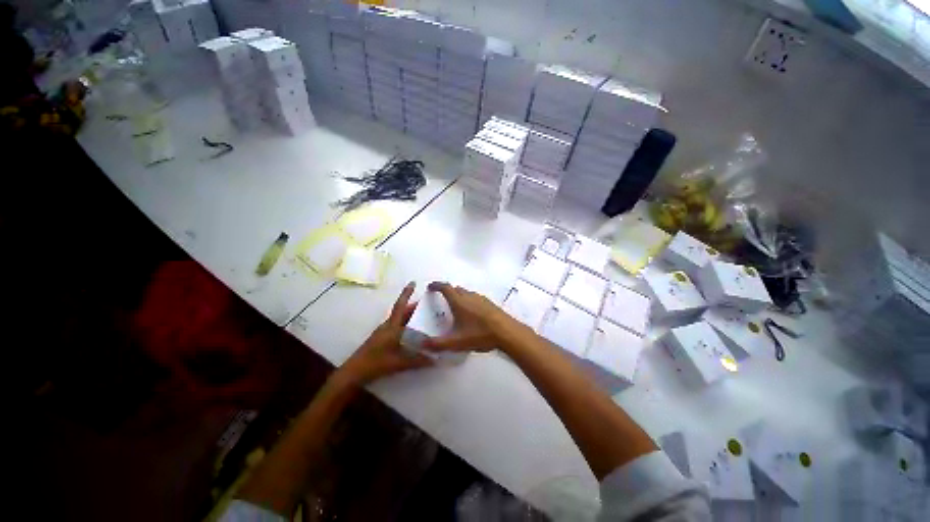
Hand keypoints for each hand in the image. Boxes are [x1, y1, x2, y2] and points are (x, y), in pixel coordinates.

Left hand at [337, 282, 432, 385]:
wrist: (354, 372)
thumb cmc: (376, 362)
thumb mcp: (399, 362)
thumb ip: (417, 361)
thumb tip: (435, 360)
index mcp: (391, 326)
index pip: (400, 306)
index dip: (406, 294)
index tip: (413, 282)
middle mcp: (388, 326)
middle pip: (402, 312)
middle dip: (413, 306)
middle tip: (427, 305)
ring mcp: (383, 333)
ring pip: (399, 320)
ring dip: (409, 316)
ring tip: (423, 318)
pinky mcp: (381, 340)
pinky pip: (397, 327)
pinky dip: (406, 326)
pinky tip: (412, 333)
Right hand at [424, 282, 514, 352]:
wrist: (506, 332)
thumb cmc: (479, 334)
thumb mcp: (456, 342)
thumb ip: (438, 344)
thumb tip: (422, 344)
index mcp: (459, 302)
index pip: (445, 288)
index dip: (436, 285)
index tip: (430, 287)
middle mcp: (469, 296)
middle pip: (456, 289)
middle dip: (448, 291)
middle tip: (443, 300)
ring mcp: (481, 299)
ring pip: (467, 293)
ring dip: (460, 296)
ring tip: (457, 308)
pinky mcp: (490, 303)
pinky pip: (476, 298)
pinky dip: (470, 301)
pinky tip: (473, 314)